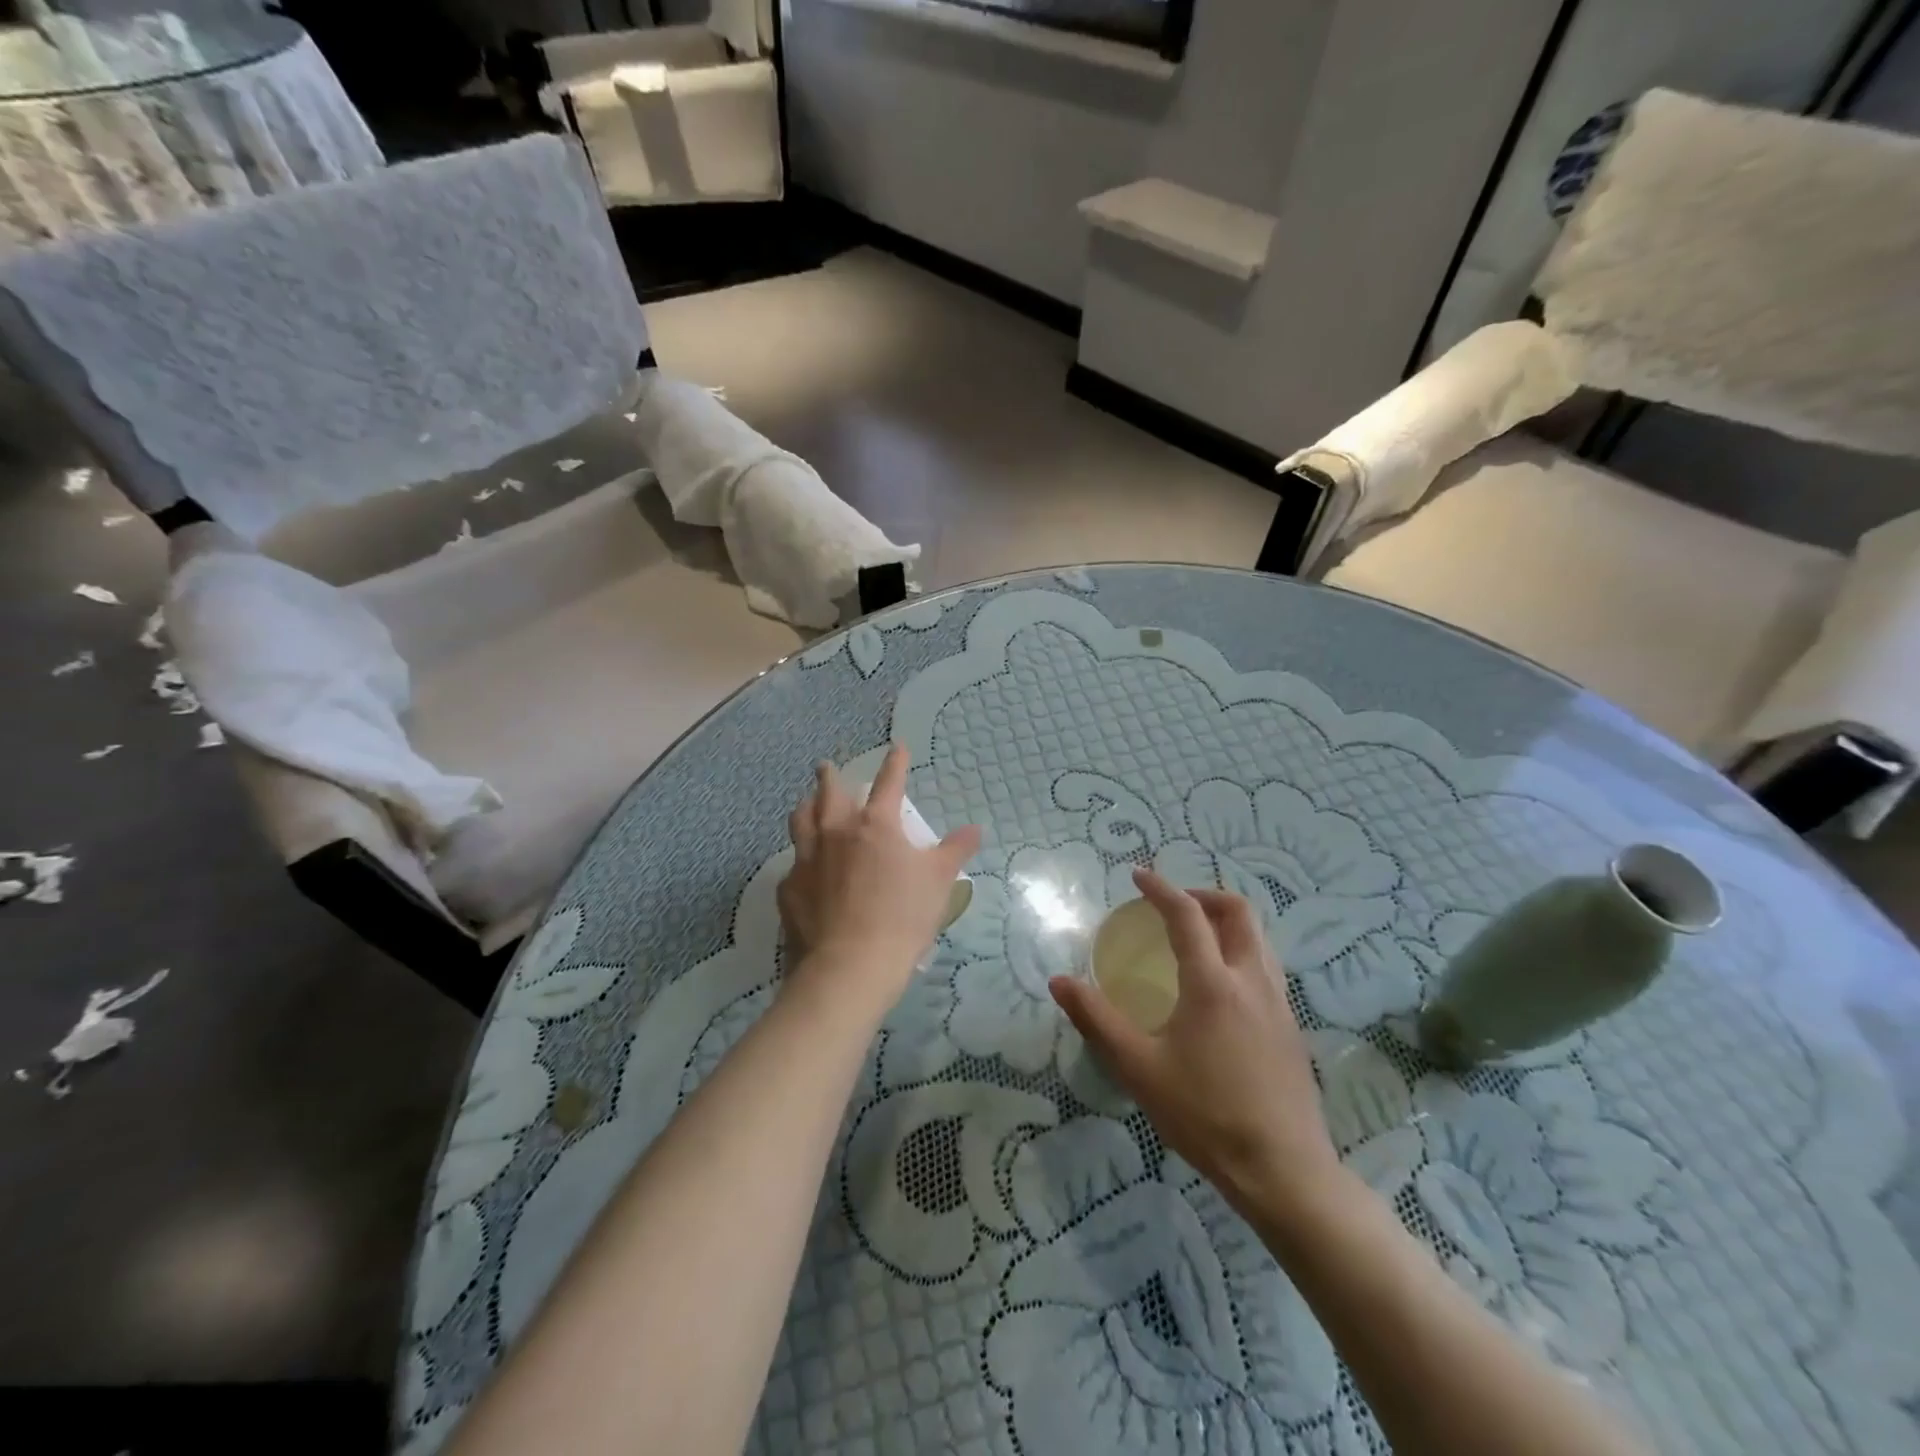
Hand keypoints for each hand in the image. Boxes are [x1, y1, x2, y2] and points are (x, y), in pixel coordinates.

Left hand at [778, 745, 980, 1016]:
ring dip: (806, 807)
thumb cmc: (902, 917)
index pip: (888, 783)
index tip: (897, 748)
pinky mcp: (789, 889)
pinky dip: (801, 859)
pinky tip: (804, 870)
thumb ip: (955, 851)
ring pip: (801, 821)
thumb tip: (975, 829)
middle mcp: (836, 833)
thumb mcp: (939, 882)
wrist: (850, 966)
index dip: (895, 764)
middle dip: (829, 776)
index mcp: (876, 826)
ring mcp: (807, 859)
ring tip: (807, 803)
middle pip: (828, 794)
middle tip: (826, 766)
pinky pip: (794, 864)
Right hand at [1050, 870, 1342, 1220]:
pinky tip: (1221, 988)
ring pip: (1259, 939)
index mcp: (1213, 983)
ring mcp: (1279, 1004)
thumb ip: (1097, 1020)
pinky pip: (1266, 968)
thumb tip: (1059, 981)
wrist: (1284, 1170)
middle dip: (1204, 896)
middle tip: (1173, 905)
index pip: (1187, 916)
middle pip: (1239, 913)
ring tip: (1196, 938)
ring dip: (1227, 923)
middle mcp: (1252, 981)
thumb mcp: (1139, 1068)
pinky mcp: (1292, 1028)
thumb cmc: (1205, 1115)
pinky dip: (1241, 952)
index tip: (1138, 877)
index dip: (1161, 889)